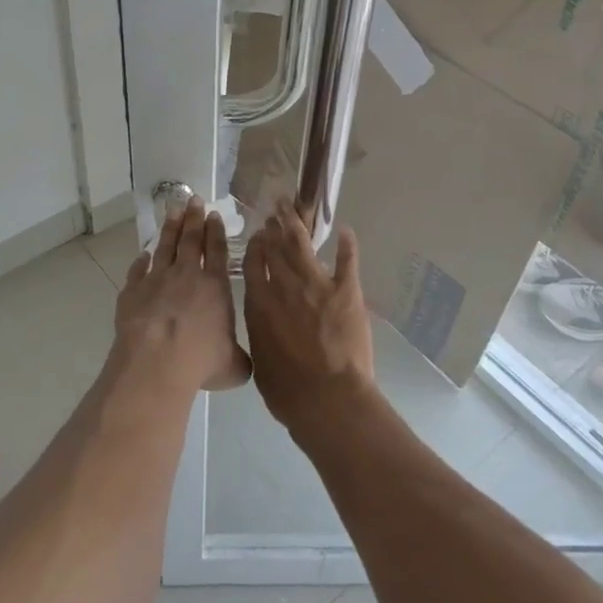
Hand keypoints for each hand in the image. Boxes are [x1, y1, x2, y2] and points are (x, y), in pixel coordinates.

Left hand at [110, 197, 251, 399]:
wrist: (155, 362)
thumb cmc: (200, 361)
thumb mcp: (232, 366)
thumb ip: (240, 359)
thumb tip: (243, 364)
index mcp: (215, 286)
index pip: (217, 250)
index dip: (216, 231)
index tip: (214, 214)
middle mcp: (186, 275)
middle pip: (190, 240)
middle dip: (193, 218)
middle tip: (194, 200)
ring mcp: (156, 280)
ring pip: (164, 247)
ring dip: (169, 228)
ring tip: (172, 210)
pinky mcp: (132, 292)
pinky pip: (138, 271)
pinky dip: (141, 262)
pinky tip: (143, 255)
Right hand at [242, 203, 377, 438]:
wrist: (327, 398)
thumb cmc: (287, 390)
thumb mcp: (260, 360)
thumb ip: (260, 334)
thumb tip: (263, 327)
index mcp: (260, 303)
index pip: (254, 263)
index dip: (257, 245)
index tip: (260, 232)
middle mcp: (284, 286)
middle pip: (277, 247)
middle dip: (275, 225)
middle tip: (276, 208)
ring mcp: (316, 284)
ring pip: (303, 245)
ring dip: (298, 222)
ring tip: (294, 204)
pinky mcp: (346, 291)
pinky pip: (347, 261)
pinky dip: (347, 244)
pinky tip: (346, 230)